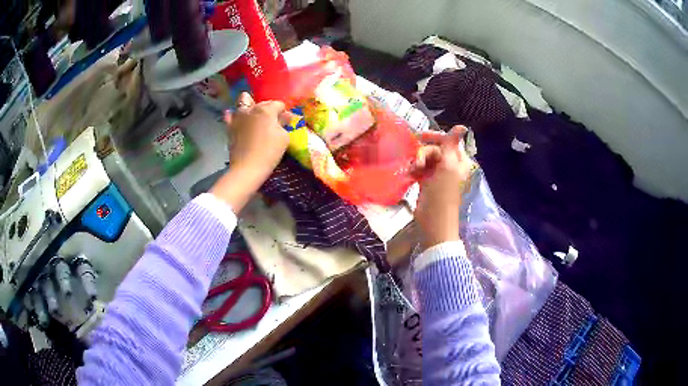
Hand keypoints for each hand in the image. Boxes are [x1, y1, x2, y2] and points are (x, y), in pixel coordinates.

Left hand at [211, 93, 289, 211]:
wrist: (247, 168)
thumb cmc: (269, 152)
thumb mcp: (283, 138)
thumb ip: (284, 123)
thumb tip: (286, 115)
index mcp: (266, 110)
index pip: (278, 104)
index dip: (283, 112)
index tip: (285, 121)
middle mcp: (251, 109)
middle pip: (262, 102)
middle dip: (269, 108)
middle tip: (272, 121)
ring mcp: (238, 117)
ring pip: (243, 101)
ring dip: (250, 105)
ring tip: (254, 115)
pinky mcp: (230, 126)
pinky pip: (230, 115)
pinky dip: (233, 115)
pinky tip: (238, 119)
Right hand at [412, 126, 475, 250]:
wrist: (433, 222)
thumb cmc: (443, 194)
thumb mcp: (448, 167)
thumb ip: (451, 145)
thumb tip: (462, 125)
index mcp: (459, 161)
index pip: (448, 141)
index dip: (435, 137)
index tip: (419, 136)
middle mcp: (450, 165)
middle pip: (435, 148)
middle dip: (424, 152)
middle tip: (416, 162)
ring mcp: (438, 174)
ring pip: (425, 158)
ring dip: (417, 161)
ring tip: (412, 170)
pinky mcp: (427, 182)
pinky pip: (419, 169)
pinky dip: (413, 170)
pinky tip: (409, 174)